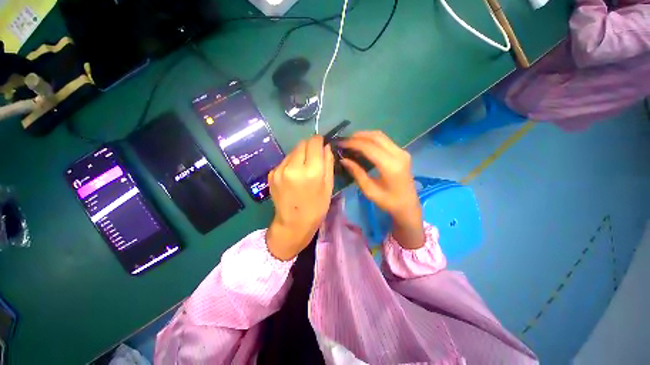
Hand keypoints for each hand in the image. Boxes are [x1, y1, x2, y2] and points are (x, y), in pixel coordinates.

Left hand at [266, 135, 334, 260]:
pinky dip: (291, 163)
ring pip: (293, 151)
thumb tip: (326, 146)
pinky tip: (293, 176)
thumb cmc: (316, 207)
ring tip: (303, 169)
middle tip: (313, 160)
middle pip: (302, 143)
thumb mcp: (328, 186)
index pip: (314, 142)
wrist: (293, 224)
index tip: (321, 145)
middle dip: (309, 147)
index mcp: (311, 171)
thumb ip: (328, 163)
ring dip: (300, 155)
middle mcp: (293, 167)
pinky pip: (285, 160)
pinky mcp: (271, 174)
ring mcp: (280, 170)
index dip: (319, 141)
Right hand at [340, 131, 424, 249]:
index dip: (353, 143)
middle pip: (376, 137)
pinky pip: (385, 140)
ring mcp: (402, 152)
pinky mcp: (402, 152)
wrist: (408, 205)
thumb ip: (357, 173)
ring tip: (351, 141)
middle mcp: (398, 154)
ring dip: (365, 136)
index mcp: (390, 166)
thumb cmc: (388, 202)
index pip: (369, 147)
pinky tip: (362, 144)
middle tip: (344, 141)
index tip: (340, 143)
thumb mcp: (369, 190)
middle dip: (358, 136)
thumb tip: (343, 159)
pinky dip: (371, 140)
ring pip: (380, 136)